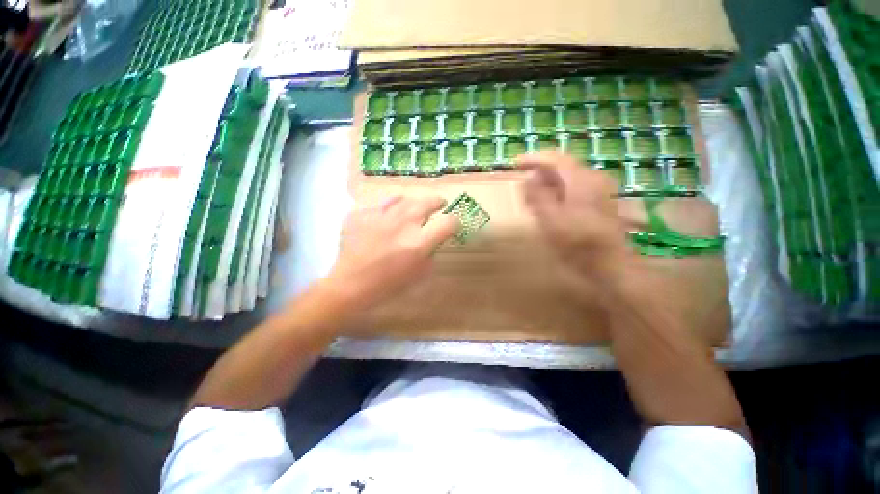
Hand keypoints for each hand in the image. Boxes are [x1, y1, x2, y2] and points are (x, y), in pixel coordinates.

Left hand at [326, 195, 459, 310]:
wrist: (350, 285)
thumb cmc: (387, 285)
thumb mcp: (418, 275)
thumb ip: (430, 254)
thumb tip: (433, 241)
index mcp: (418, 243)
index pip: (448, 223)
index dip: (454, 223)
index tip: (452, 226)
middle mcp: (402, 224)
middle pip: (428, 202)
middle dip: (437, 202)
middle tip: (439, 204)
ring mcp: (380, 216)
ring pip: (405, 198)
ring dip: (414, 202)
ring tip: (415, 206)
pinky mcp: (363, 214)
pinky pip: (382, 203)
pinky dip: (390, 206)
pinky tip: (390, 213)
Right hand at [517, 151, 631, 281]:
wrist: (610, 265)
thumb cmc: (578, 244)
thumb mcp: (551, 221)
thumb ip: (538, 197)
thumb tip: (529, 178)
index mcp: (582, 181)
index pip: (555, 158)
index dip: (534, 158)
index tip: (516, 165)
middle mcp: (593, 179)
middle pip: (562, 167)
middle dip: (540, 174)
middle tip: (523, 188)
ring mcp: (599, 190)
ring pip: (567, 179)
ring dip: (548, 185)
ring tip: (532, 200)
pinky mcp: (599, 201)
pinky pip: (573, 188)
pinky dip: (558, 192)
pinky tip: (550, 207)